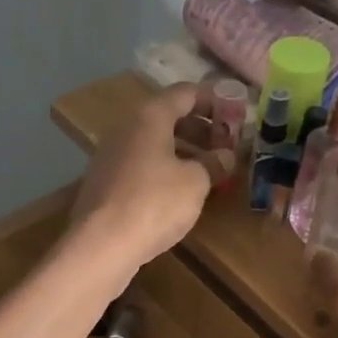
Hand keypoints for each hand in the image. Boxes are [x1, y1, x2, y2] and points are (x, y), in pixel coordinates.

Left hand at [70, 83, 231, 269]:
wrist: (101, 245)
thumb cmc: (154, 203)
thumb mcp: (195, 182)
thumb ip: (213, 163)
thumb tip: (225, 155)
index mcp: (149, 117)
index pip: (185, 93)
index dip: (214, 100)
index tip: (236, 113)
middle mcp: (126, 128)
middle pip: (167, 116)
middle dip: (200, 128)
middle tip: (225, 146)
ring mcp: (111, 155)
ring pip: (153, 142)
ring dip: (183, 151)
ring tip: (209, 170)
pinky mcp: (105, 182)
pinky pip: (141, 164)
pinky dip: (164, 169)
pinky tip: (180, 191)